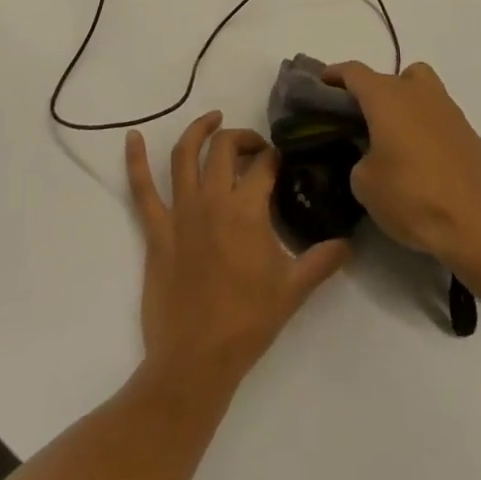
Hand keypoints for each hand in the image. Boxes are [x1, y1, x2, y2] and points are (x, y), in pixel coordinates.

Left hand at [126, 111, 351, 390]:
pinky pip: (141, 190)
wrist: (195, 361)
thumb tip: (348, 242)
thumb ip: (322, 260)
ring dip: (198, 131)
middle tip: (255, 148)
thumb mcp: (293, 290)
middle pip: (225, 148)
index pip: (264, 165)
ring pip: (185, 155)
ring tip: (212, 119)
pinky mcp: (156, 230)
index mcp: (247, 210)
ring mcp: (180, 212)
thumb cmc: (247, 322)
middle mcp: (212, 199)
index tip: (283, 163)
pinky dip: (135, 161)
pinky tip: (132, 137)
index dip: (276, 157)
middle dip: (243, 138)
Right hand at [326, 61, 480, 276]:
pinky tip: (417, 155)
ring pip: (417, 88)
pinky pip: (435, 113)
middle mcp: (417, 91)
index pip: (354, 72)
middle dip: (370, 93)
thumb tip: (370, 155)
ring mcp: (446, 107)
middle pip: (388, 77)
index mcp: (386, 97)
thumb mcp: (364, 183)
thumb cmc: (412, 197)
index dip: (334, 75)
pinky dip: (422, 123)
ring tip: (390, 135)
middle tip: (356, 119)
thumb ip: (358, 157)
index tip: (321, 84)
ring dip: (401, 102)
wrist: (476, 222)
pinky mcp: (466, 129)